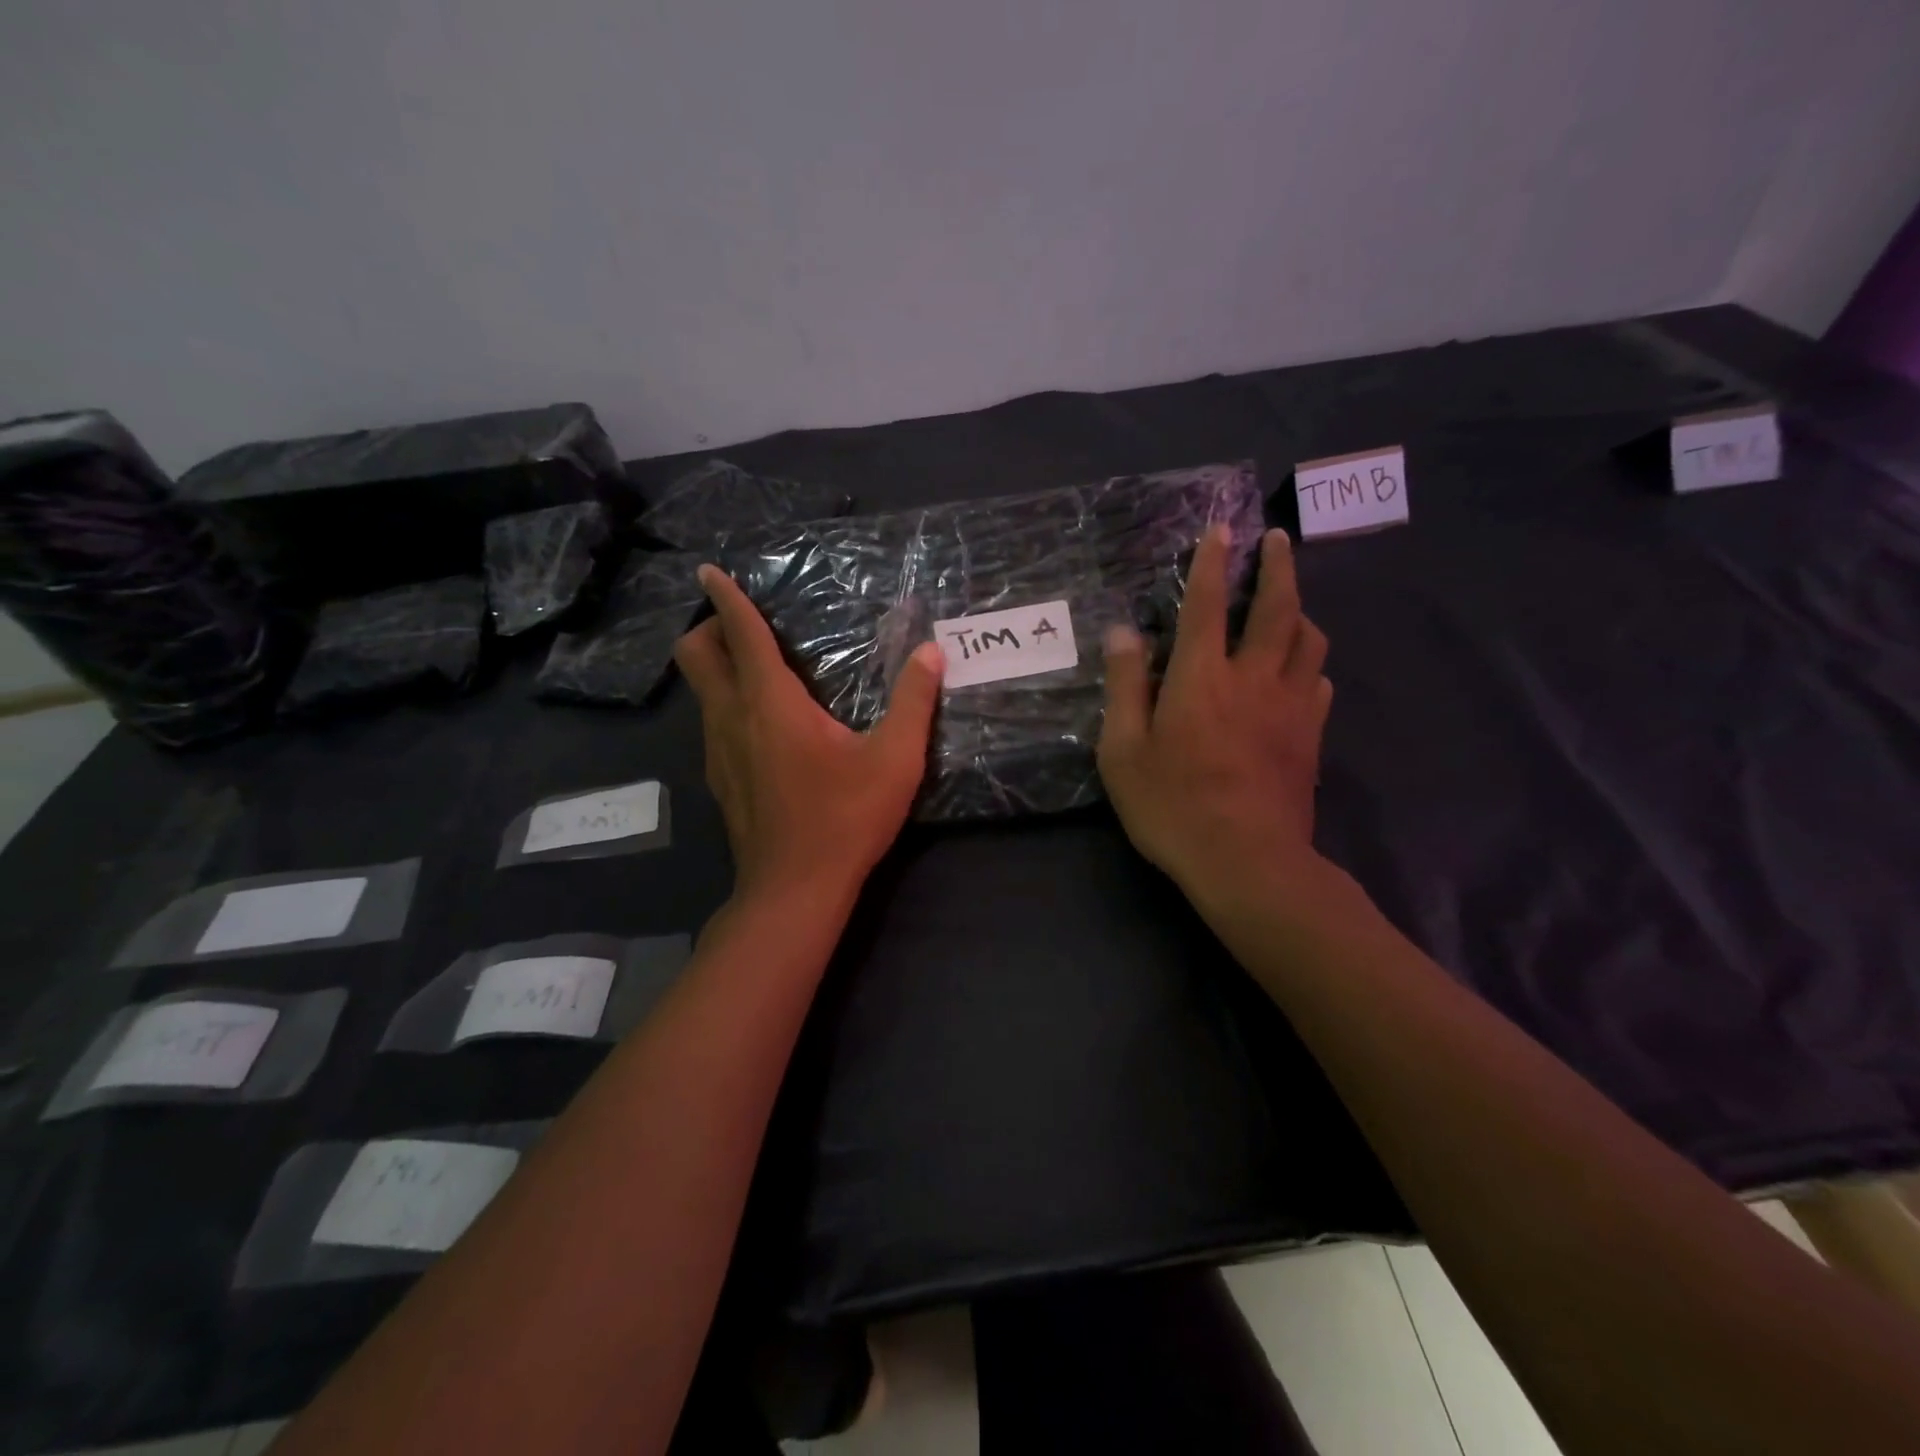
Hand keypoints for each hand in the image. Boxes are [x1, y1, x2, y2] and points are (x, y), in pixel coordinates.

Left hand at [675, 565, 944, 903]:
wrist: (794, 890)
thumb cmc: (845, 818)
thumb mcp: (895, 759)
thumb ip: (914, 701)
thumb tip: (931, 653)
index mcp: (771, 702)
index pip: (740, 633)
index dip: (726, 597)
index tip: (709, 571)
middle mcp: (732, 717)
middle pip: (696, 655)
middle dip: (709, 629)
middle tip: (747, 628)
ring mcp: (717, 751)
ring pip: (700, 691)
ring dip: (718, 668)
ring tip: (761, 671)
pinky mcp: (718, 779)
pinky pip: (711, 722)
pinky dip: (726, 704)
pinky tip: (764, 727)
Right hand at [1097, 525, 1332, 907]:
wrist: (1247, 861)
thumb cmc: (1173, 806)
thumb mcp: (1123, 751)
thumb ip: (1125, 687)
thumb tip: (1124, 633)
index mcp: (1202, 677)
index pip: (1207, 605)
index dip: (1212, 563)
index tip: (1221, 530)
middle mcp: (1254, 678)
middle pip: (1278, 607)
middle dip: (1278, 566)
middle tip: (1277, 540)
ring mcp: (1291, 706)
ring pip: (1310, 640)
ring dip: (1299, 611)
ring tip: (1288, 605)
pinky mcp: (1312, 736)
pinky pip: (1320, 682)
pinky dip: (1311, 664)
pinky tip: (1301, 671)